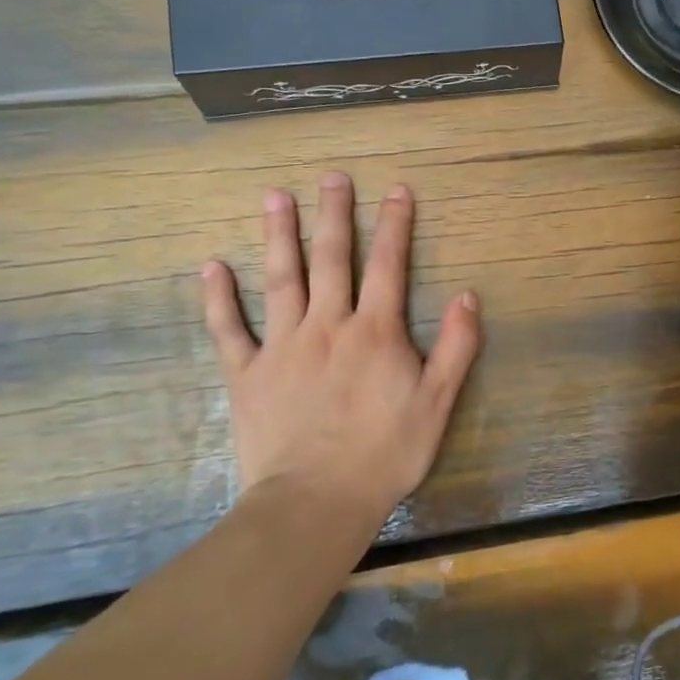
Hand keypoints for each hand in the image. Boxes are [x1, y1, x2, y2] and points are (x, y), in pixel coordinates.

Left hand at [200, 173, 481, 525]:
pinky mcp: (248, 374)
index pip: (389, 266)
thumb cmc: (385, 454)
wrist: (315, 502)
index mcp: (375, 332)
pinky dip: (219, 298)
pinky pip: (229, 329)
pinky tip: (211, 267)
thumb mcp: (438, 403)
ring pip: (281, 279)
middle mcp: (328, 325)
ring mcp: (283, 346)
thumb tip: (468, 295)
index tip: (397, 190)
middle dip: (335, 215)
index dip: (395, 225)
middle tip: (333, 177)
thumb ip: (456, 347)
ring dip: (279, 235)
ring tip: (275, 196)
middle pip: (332, 259)